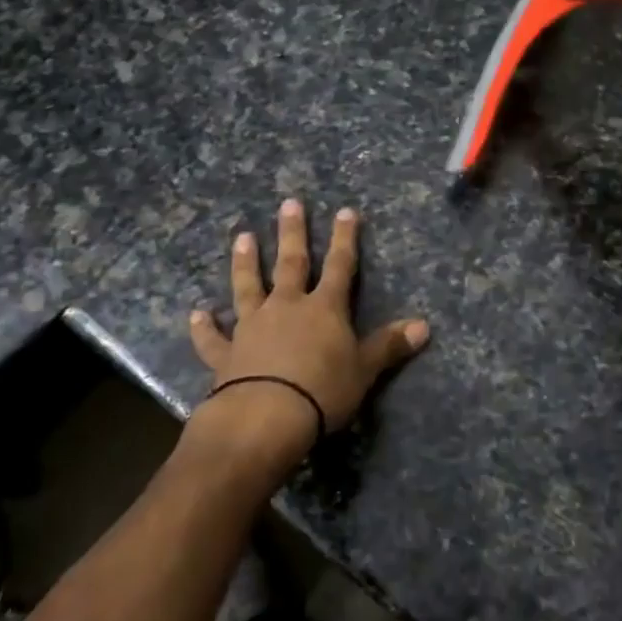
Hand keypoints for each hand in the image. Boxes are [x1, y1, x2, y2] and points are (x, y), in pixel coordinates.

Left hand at [187, 199, 428, 468]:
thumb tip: (425, 326)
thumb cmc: (323, 391)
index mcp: (325, 309)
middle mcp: (287, 307)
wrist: (266, 416)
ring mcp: (253, 326)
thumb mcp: (364, 370)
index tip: (345, 211)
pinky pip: (213, 337)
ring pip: (248, 287)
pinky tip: (196, 313)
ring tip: (242, 237)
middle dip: (292, 233)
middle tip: (288, 204)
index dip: (345, 239)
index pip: (341, 266)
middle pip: (291, 263)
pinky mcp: (226, 354)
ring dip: (246, 263)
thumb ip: (390, 345)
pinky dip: (204, 326)